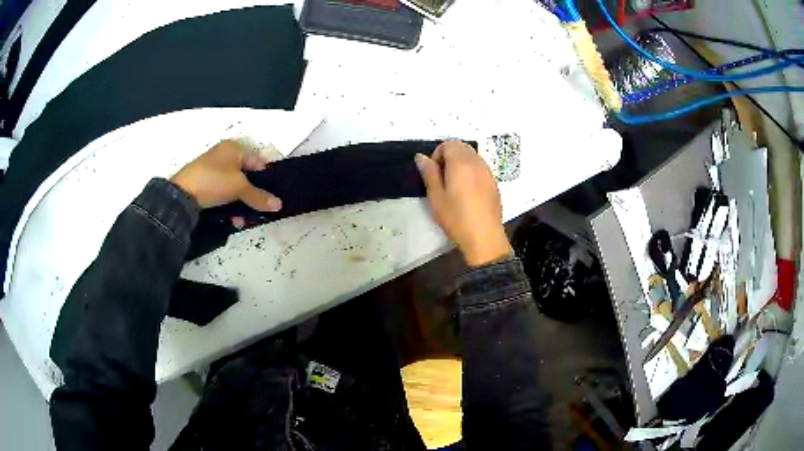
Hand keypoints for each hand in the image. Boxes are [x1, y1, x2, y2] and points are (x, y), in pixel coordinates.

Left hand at [171, 140, 281, 211]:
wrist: (181, 195)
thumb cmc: (213, 181)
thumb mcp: (239, 188)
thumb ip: (259, 196)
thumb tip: (279, 205)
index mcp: (233, 149)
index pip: (258, 161)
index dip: (266, 178)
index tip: (272, 195)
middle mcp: (223, 156)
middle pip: (246, 177)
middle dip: (253, 196)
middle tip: (260, 210)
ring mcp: (213, 170)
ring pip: (235, 188)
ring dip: (241, 205)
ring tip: (244, 220)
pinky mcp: (204, 185)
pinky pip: (223, 194)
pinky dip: (229, 206)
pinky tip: (232, 220)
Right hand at [416, 141, 511, 266]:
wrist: (484, 237)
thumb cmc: (456, 217)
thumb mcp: (436, 196)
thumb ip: (429, 173)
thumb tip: (421, 156)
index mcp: (461, 163)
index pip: (448, 144)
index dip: (437, 154)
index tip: (433, 173)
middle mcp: (477, 162)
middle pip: (462, 147)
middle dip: (449, 156)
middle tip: (442, 178)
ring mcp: (488, 172)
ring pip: (472, 156)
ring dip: (461, 163)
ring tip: (454, 185)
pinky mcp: (494, 183)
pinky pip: (481, 168)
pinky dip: (471, 171)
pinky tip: (467, 193)